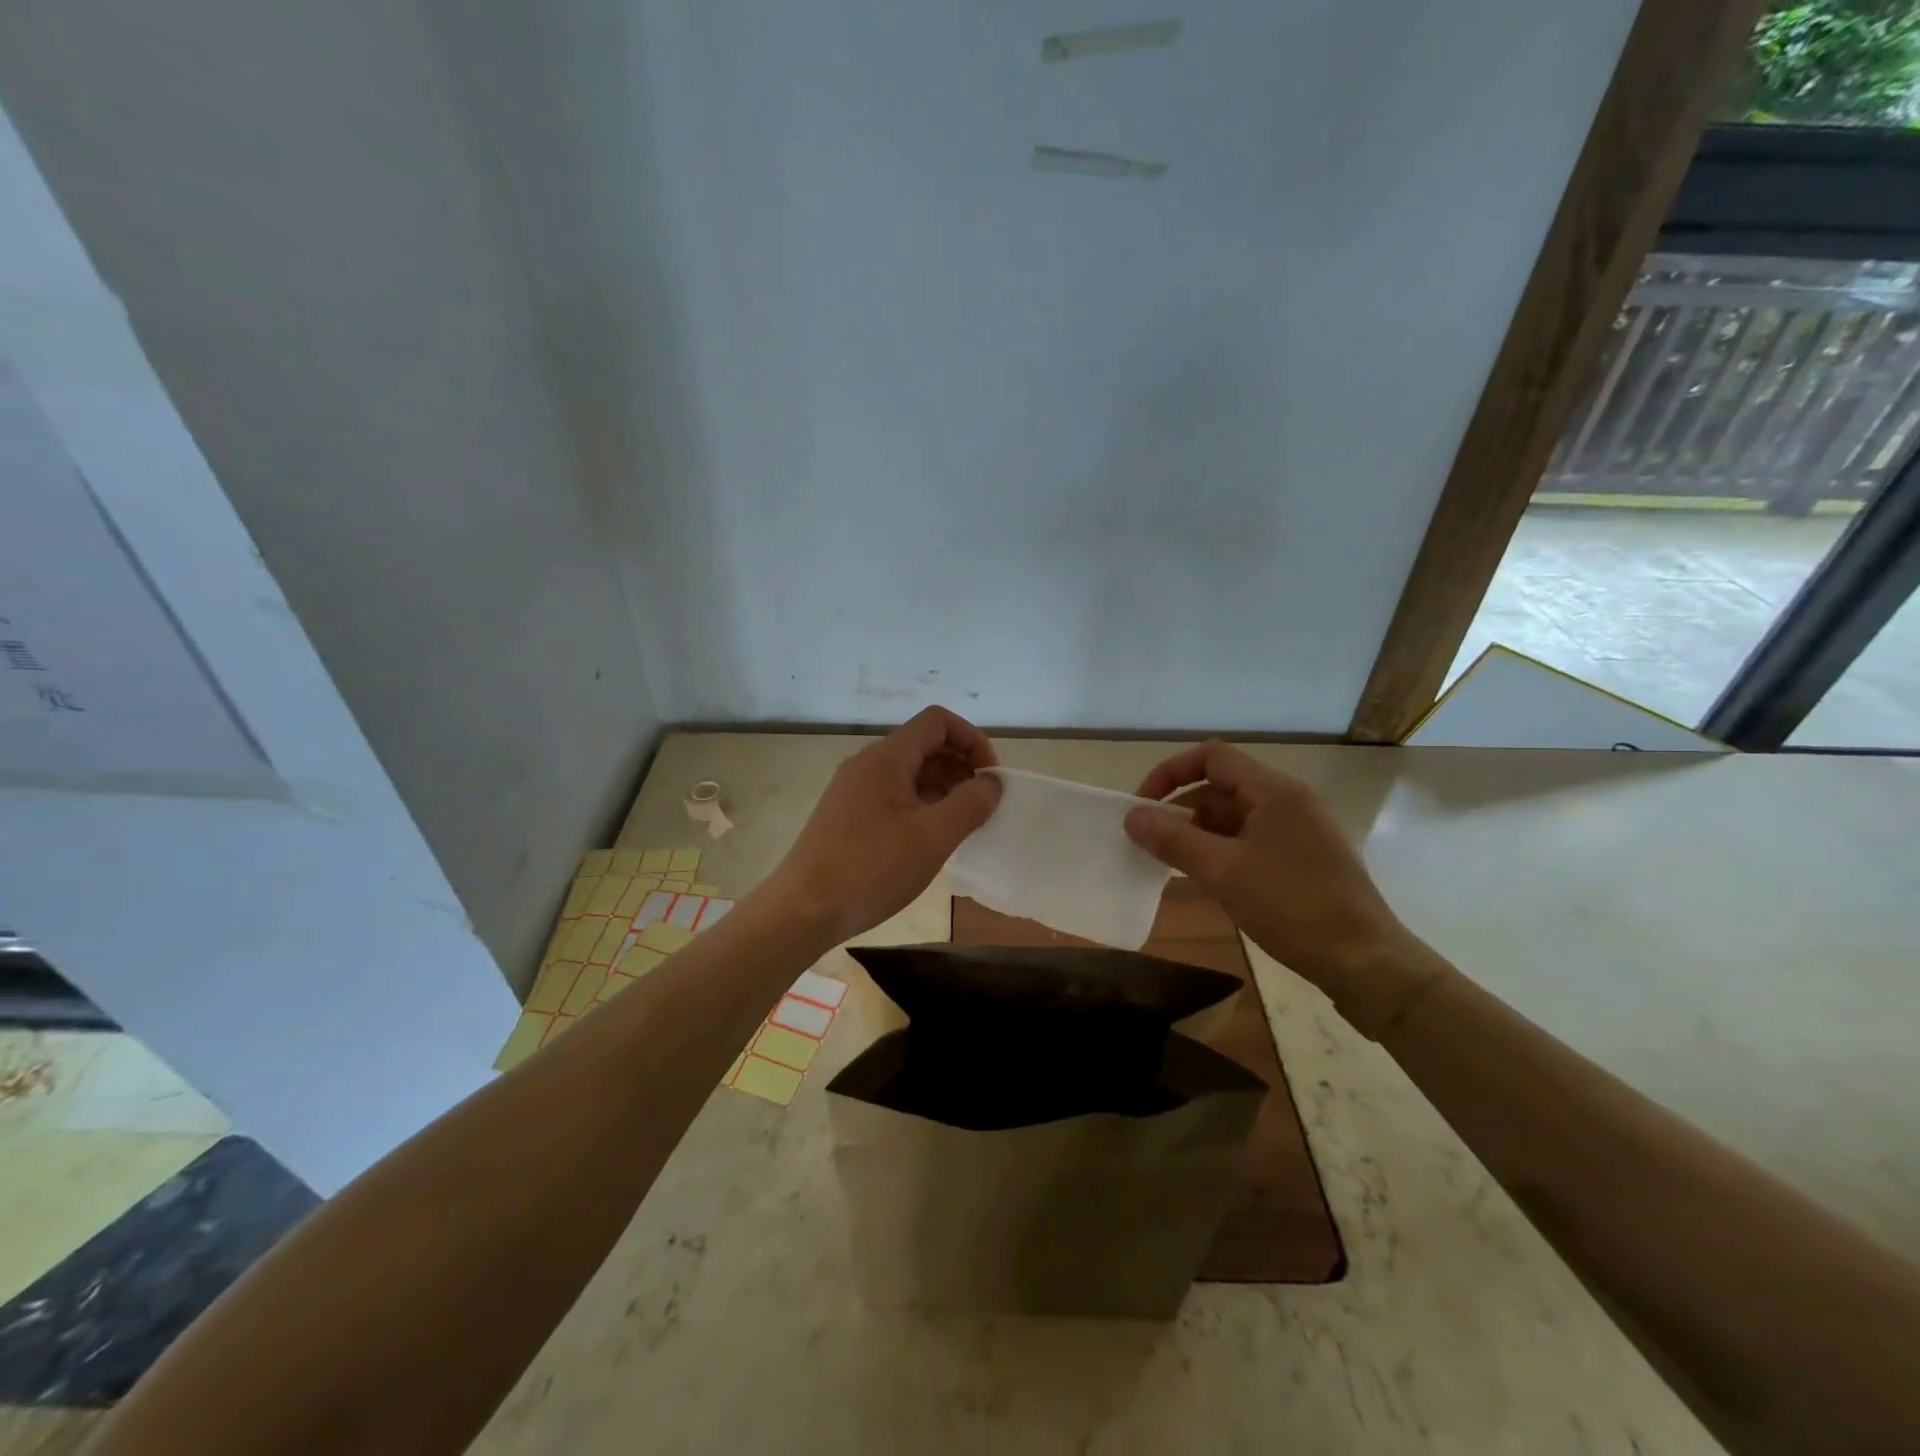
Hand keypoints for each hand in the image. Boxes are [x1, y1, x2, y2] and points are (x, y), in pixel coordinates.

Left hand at [769, 706, 1002, 944]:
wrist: (803, 910)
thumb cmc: (872, 868)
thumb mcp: (934, 837)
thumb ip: (971, 803)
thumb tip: (991, 782)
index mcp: (887, 757)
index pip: (938, 721)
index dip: (972, 740)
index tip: (990, 779)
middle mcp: (868, 764)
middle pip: (925, 745)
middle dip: (961, 767)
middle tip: (983, 806)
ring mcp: (854, 789)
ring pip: (909, 773)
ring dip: (943, 789)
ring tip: (963, 826)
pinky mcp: (847, 815)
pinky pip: (893, 795)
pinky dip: (921, 806)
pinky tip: (931, 839)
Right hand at [1124, 741, 1416, 996]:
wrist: (1366, 962)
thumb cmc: (1293, 906)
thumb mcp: (1224, 872)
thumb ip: (1174, 840)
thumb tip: (1132, 817)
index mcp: (1273, 791)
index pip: (1211, 757)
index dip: (1170, 773)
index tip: (1142, 805)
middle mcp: (1287, 801)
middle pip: (1220, 787)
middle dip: (1180, 810)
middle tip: (1149, 843)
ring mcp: (1297, 831)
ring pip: (1234, 817)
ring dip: (1198, 834)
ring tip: (1170, 864)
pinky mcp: (1302, 859)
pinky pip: (1250, 840)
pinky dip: (1221, 851)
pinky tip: (1207, 880)